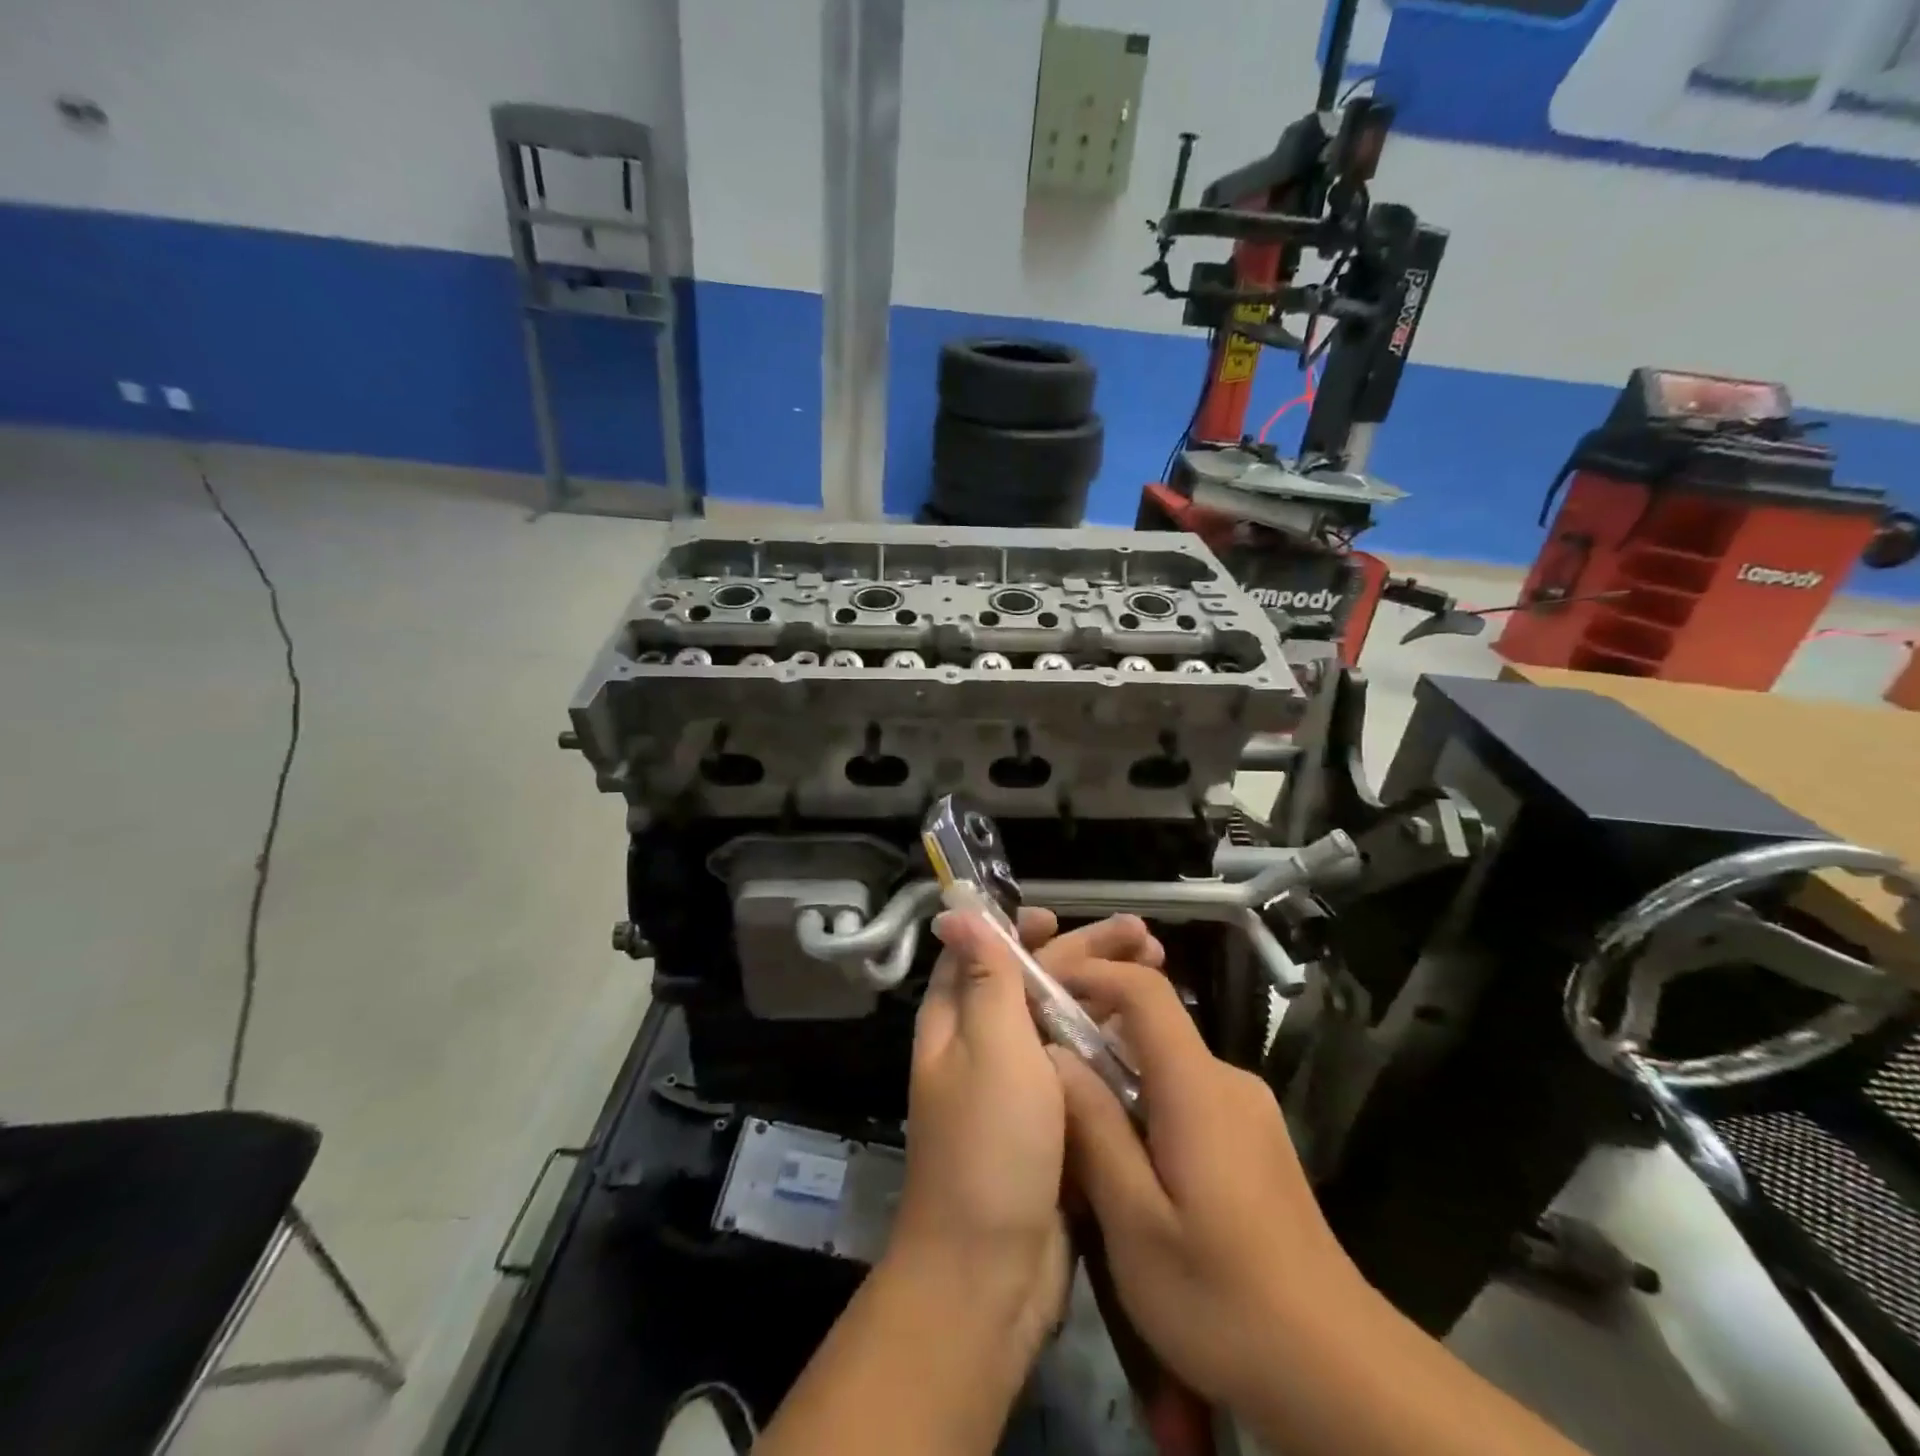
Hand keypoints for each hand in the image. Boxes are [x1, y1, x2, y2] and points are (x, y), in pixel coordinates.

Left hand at [891, 910, 1163, 1353]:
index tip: (1061, 918)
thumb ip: (984, 977)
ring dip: (1104, 996)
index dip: (1017, 929)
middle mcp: (982, 1048)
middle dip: (1084, 956)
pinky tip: (1149, 1037)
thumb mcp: (990, 1047)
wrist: (989, 1274)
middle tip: (1144, 937)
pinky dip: (1109, 1046)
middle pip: (1034, 985)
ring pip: (1062, 1025)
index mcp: (957, 1022)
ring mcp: (1017, 1090)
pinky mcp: (1049, 1126)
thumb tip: (955, 912)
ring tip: (1161, 974)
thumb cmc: (988, 1145)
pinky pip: (1080, 1069)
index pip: (982, 954)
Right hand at [1050, 955, 1360, 1408]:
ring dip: (1118, 1081)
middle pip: (1152, 1027)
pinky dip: (1147, 1107)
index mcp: (1198, 1087)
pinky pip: (1187, 1097)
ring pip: (1166, 1067)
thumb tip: (1055, 1056)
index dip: (1092, 975)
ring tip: (1078, 1131)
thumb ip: (1094, 1130)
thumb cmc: (1224, 1299)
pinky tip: (1129, 1166)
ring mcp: (1248, 1111)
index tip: (1043, 988)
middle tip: (1045, 1077)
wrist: (1339, 1372)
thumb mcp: (1137, 1224)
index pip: (1145, 991)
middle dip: (1093, 1037)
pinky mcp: (1256, 1141)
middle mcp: (1228, 1081)